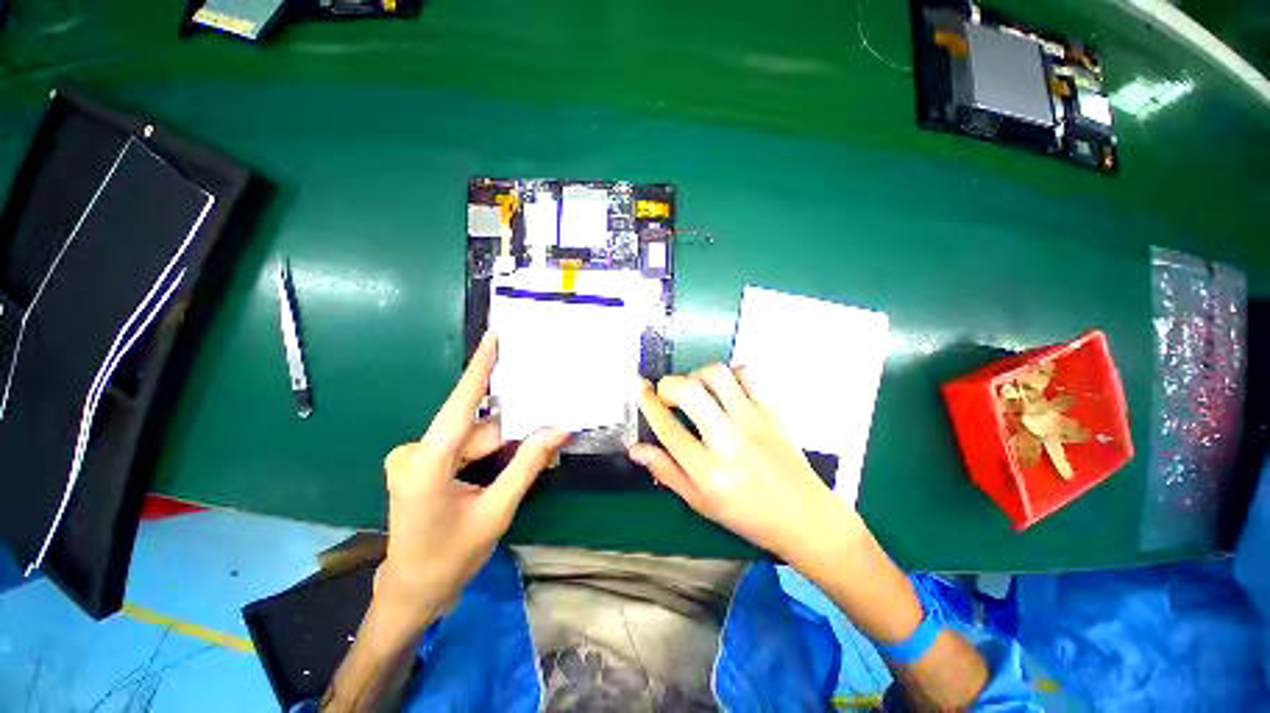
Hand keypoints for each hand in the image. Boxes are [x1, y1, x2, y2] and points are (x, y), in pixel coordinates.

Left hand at [376, 333, 568, 631]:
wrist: (412, 592)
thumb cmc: (450, 559)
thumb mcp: (496, 512)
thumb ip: (528, 465)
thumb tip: (559, 429)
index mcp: (426, 463)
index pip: (460, 404)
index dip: (480, 368)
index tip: (493, 337)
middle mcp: (415, 452)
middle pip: (476, 429)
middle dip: (513, 430)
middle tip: (552, 423)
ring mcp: (415, 457)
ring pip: (473, 439)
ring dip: (503, 444)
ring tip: (538, 445)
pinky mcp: (421, 463)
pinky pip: (464, 448)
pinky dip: (489, 452)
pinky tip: (512, 459)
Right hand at [630, 365, 863, 565]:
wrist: (806, 518)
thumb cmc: (749, 517)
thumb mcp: (700, 503)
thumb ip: (666, 471)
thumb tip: (636, 449)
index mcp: (709, 472)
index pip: (669, 428)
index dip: (649, 404)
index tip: (640, 389)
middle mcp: (730, 442)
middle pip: (690, 393)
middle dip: (669, 385)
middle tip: (667, 394)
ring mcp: (754, 422)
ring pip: (718, 376)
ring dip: (698, 376)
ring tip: (696, 390)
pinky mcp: (773, 411)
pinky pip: (748, 374)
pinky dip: (730, 374)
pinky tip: (725, 390)